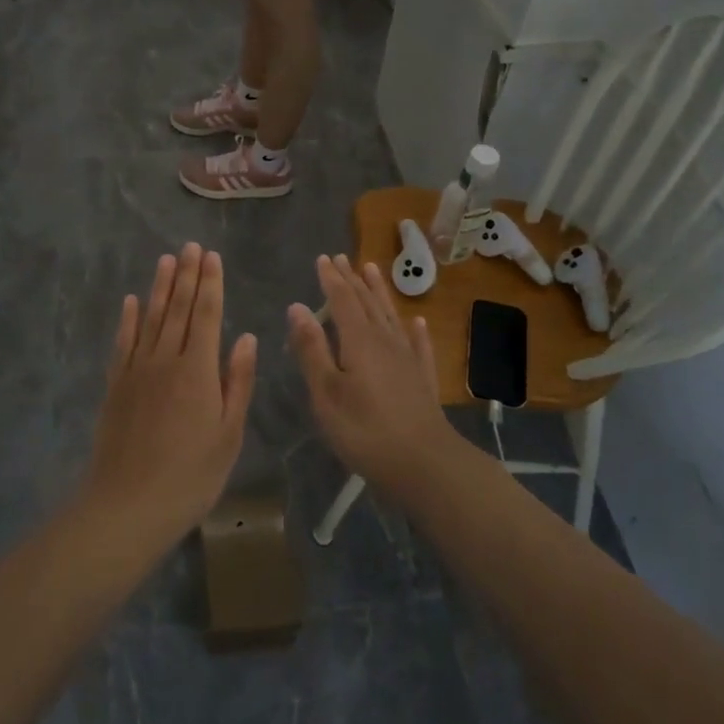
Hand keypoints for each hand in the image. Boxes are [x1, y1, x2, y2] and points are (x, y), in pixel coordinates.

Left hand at [85, 243, 256, 546]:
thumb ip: (237, 381)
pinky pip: (123, 343)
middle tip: (190, 246)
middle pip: (177, 309)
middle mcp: (166, 360)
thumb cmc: (191, 475)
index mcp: (198, 370)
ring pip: (150, 319)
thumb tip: (245, 337)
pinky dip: (127, 319)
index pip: (206, 315)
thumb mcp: (228, 433)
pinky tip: (131, 301)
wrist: (129, 504)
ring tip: (166, 260)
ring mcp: (136, 370)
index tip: (212, 257)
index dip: (210, 284)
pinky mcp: (115, 385)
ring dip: (159, 287)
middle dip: (186, 275)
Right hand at [287, 254, 456, 495]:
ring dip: (380, 293)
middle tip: (343, 258)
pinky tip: (418, 322)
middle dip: (352, 280)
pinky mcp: (422, 380)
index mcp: (358, 341)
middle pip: (367, 303)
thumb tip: (297, 307)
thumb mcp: (327, 393)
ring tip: (373, 270)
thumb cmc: (366, 431)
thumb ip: (311, 349)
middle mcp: (385, 341)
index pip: (342, 301)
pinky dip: (415, 331)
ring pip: (391, 317)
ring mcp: (408, 359)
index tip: (323, 258)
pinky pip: (419, 346)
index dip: (331, 279)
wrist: (426, 464)